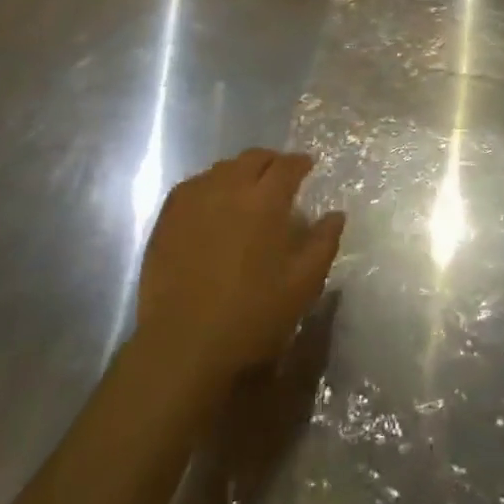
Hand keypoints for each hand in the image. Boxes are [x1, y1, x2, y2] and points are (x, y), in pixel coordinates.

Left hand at [138, 149, 344, 387]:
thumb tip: (336, 214)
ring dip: (240, 172)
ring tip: (247, 190)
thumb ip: (323, 244)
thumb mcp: (302, 286)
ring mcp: (194, 199)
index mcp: (265, 201)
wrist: (183, 345)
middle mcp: (229, 188)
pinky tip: (213, 203)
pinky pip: (194, 185)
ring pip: (222, 168)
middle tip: (280, 176)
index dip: (300, 162)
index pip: (287, 165)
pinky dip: (211, 185)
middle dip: (271, 161)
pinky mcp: (168, 216)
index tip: (308, 166)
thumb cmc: (251, 317)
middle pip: (253, 158)